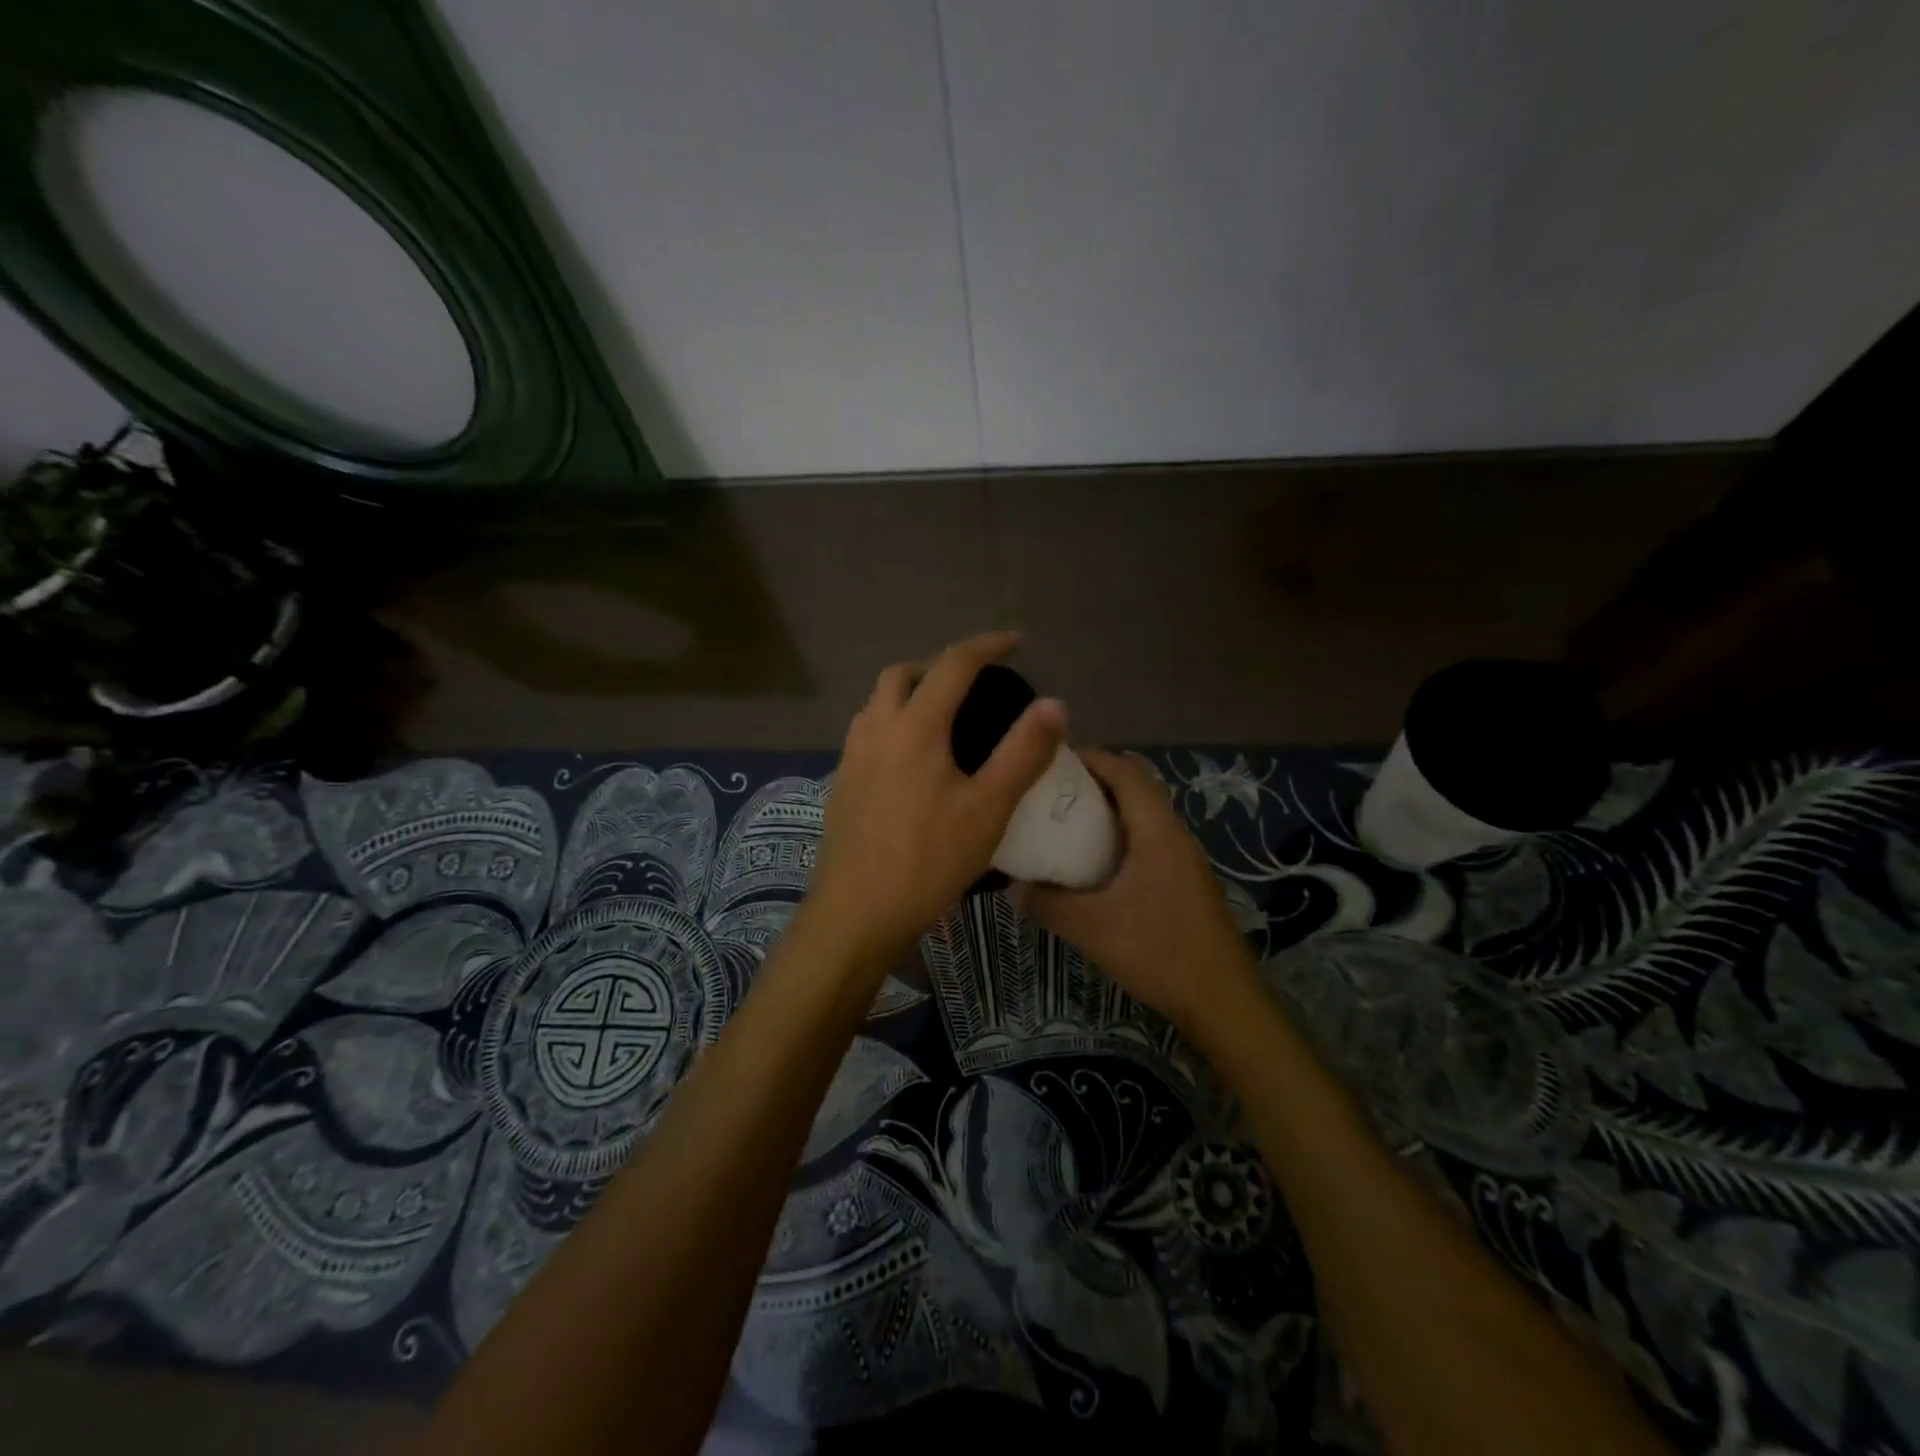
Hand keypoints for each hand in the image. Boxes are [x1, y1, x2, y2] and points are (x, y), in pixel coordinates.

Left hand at [801, 631, 1065, 974]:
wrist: (856, 913)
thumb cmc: (928, 860)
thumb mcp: (988, 808)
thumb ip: (1023, 752)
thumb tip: (1053, 704)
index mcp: (915, 726)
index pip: (953, 664)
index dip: (987, 645)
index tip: (1015, 641)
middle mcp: (876, 729)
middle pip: (903, 674)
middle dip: (940, 666)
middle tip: (974, 684)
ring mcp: (852, 756)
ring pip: (878, 702)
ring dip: (910, 692)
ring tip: (944, 717)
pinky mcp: (841, 783)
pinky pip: (868, 731)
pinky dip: (893, 722)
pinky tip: (912, 759)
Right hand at [1013, 748, 1259, 1037]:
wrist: (1224, 1001)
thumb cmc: (1159, 952)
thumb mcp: (1092, 928)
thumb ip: (1047, 903)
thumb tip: (1012, 886)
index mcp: (1157, 830)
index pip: (1125, 770)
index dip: (1090, 757)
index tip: (1050, 760)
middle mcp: (1174, 834)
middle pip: (1134, 787)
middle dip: (1093, 782)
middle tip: (1049, 792)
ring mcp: (1184, 859)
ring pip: (1142, 816)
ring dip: (1107, 811)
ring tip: (1064, 822)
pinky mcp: (1186, 882)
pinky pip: (1148, 841)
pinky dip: (1119, 837)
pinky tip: (1093, 864)